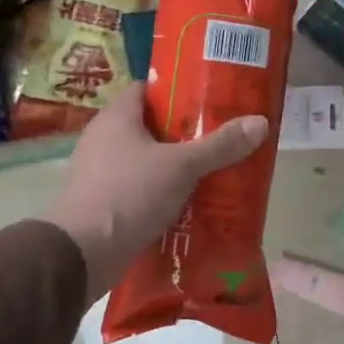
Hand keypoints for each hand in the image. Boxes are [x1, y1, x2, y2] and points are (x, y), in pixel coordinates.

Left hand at [48, 87, 269, 302]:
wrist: (82, 253)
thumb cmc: (129, 194)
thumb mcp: (182, 166)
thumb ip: (220, 145)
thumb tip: (261, 122)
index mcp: (116, 117)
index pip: (147, 89)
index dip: (178, 90)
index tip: (210, 99)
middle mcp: (103, 139)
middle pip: (150, 126)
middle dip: (185, 133)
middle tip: (221, 137)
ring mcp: (99, 173)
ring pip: (146, 161)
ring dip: (174, 167)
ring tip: (213, 171)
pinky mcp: (103, 204)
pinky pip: (139, 190)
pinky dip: (161, 194)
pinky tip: (189, 204)